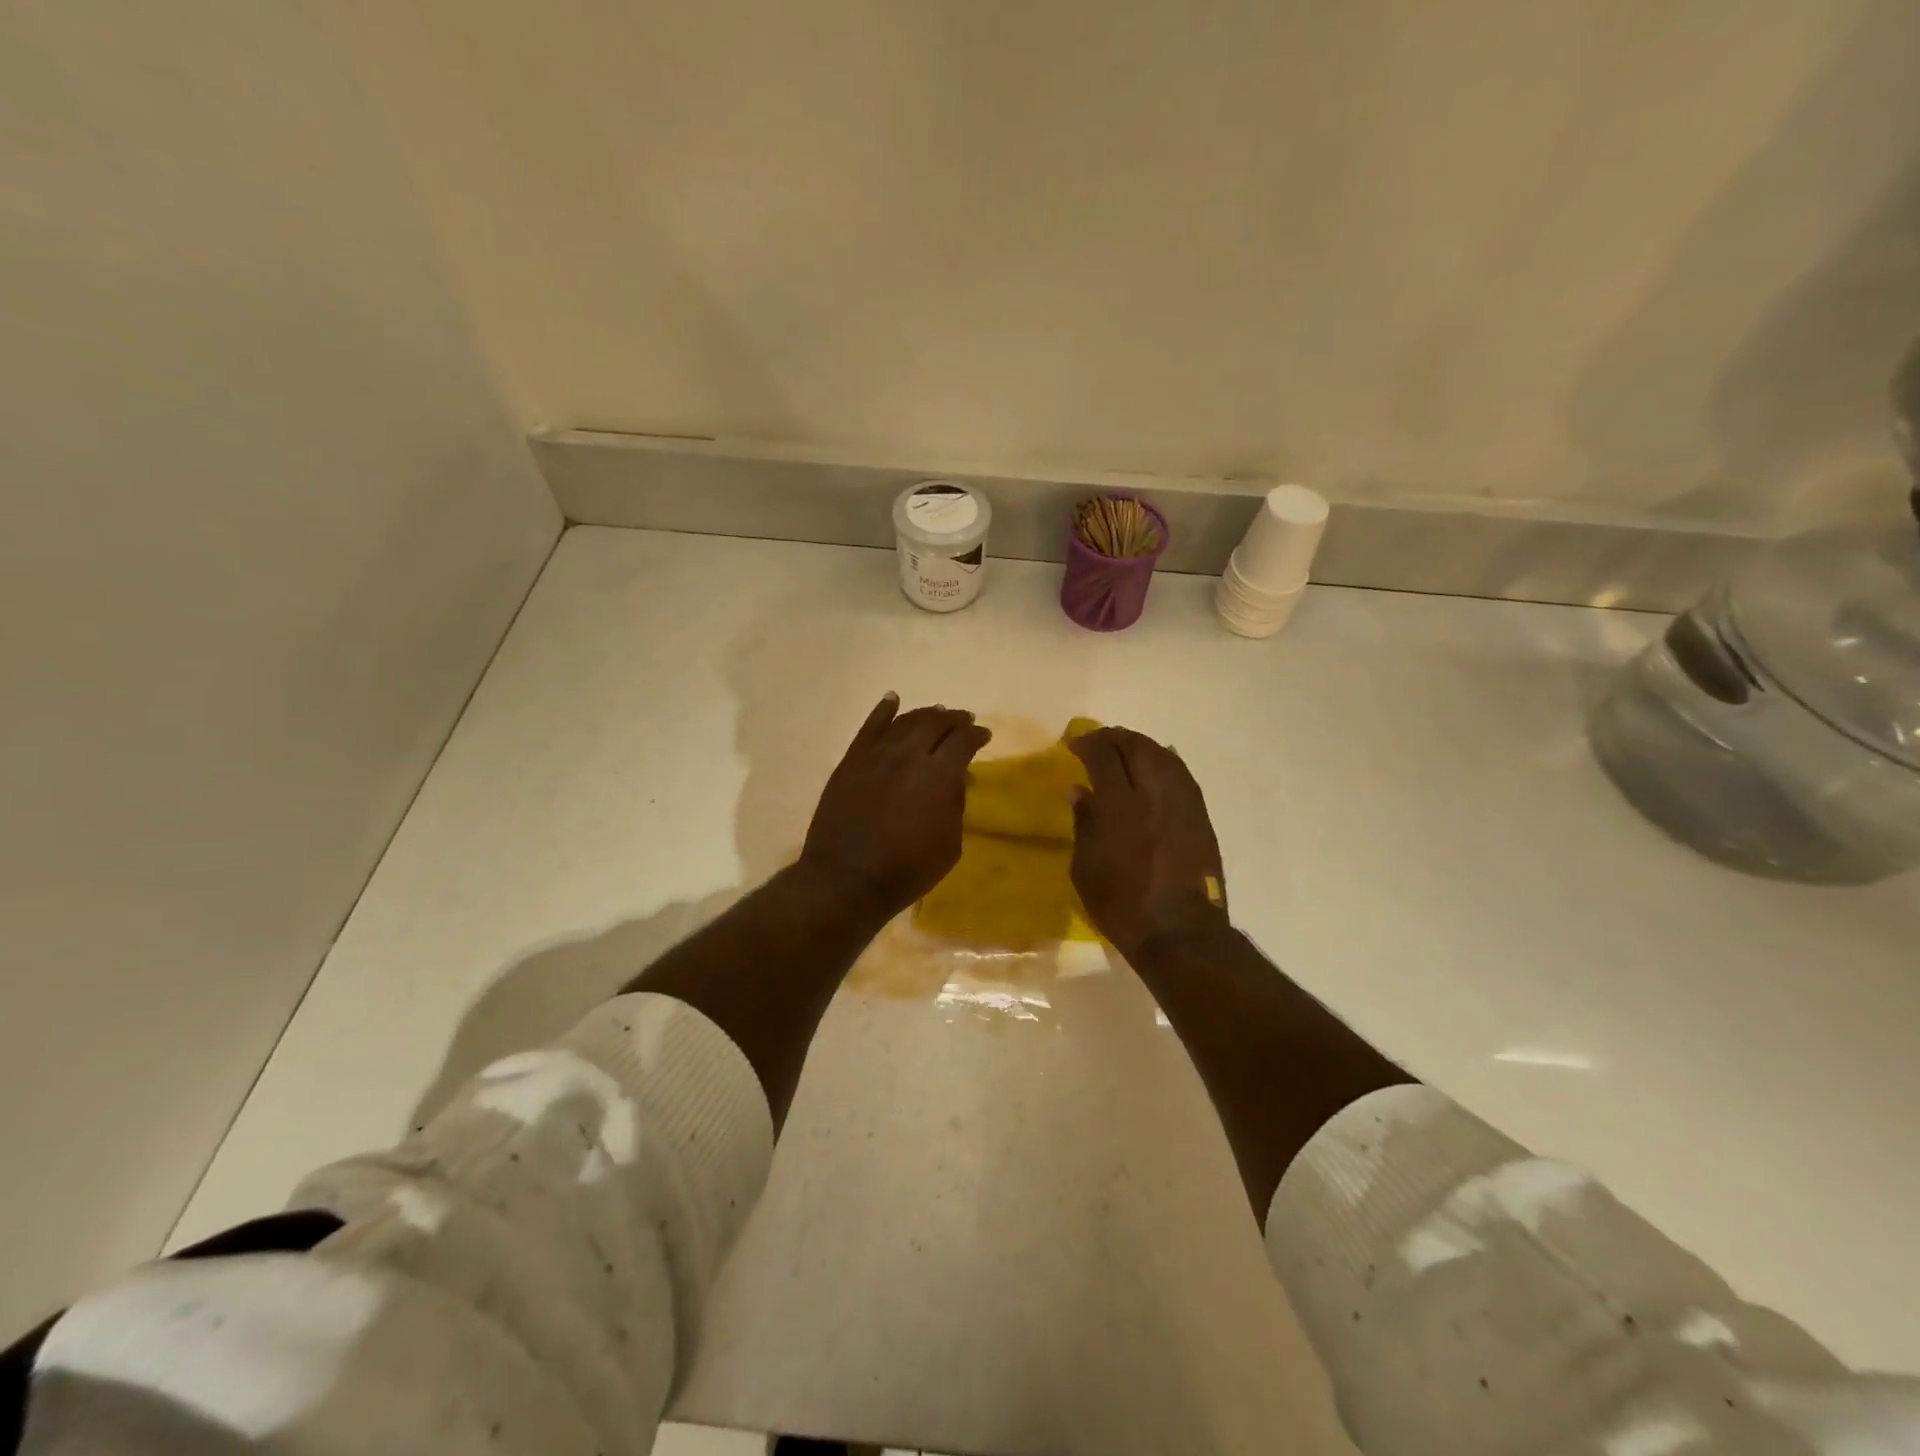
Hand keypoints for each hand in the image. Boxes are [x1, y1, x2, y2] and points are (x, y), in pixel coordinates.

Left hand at [801, 693, 991, 917]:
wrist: (847, 879)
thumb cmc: (907, 869)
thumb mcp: (950, 845)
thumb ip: (956, 805)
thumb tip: (958, 780)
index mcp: (939, 775)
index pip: (963, 741)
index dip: (977, 735)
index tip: (983, 736)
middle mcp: (908, 755)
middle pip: (935, 724)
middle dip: (954, 719)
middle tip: (963, 720)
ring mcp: (876, 755)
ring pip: (905, 721)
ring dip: (925, 714)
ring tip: (936, 713)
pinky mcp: (851, 761)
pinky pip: (869, 727)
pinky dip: (883, 710)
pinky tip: (892, 700)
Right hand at [1068, 727, 1228, 959]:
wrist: (1179, 931)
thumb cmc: (1122, 904)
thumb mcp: (1085, 868)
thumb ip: (1083, 823)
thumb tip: (1080, 790)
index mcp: (1119, 806)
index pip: (1103, 756)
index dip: (1087, 743)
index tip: (1074, 743)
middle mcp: (1152, 794)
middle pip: (1135, 747)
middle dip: (1114, 738)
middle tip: (1099, 741)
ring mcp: (1182, 802)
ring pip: (1162, 755)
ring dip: (1140, 745)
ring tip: (1125, 748)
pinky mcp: (1199, 814)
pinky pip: (1181, 773)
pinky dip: (1164, 761)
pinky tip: (1156, 764)